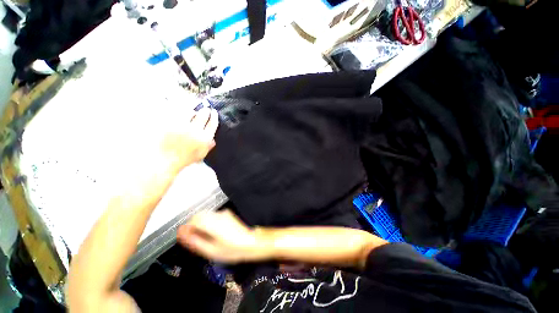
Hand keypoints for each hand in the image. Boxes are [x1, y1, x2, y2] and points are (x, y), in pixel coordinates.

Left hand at [161, 107, 217, 172]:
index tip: (214, 112)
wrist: (164, 160)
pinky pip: (177, 113)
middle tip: (206, 108)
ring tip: (193, 111)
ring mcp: (181, 126)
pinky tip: (182, 111)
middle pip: (203, 116)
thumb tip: (213, 139)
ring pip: (190, 112)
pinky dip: (181, 111)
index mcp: (204, 139)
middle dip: (205, 110)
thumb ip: (208, 146)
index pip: (212, 124)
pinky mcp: (169, 123)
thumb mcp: (201, 154)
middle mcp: (195, 130)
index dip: (214, 116)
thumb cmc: (184, 158)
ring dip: (193, 110)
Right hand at [177, 210, 265, 262]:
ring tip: (203, 237)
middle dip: (193, 225)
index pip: (194, 219)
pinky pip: (213, 216)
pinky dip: (208, 222)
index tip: (185, 237)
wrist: (251, 242)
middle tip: (193, 238)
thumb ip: (195, 242)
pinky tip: (212, 233)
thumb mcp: (211, 251)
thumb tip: (183, 235)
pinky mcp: (227, 214)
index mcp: (213, 223)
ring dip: (200, 223)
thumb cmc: (232, 249)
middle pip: (199, 215)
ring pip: (206, 215)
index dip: (187, 228)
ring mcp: (224, 213)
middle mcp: (218, 215)